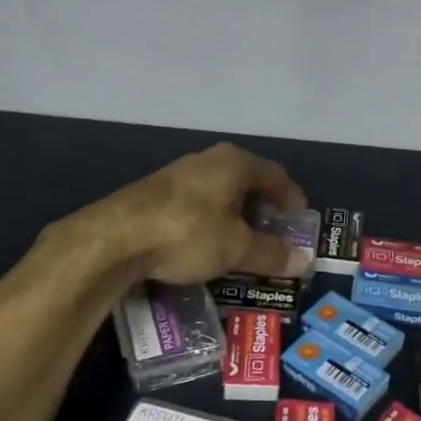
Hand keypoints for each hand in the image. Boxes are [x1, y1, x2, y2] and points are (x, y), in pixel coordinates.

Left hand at [76, 142, 313, 285]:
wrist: (115, 237)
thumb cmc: (188, 232)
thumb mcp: (236, 248)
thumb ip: (271, 253)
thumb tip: (305, 260)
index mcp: (235, 163)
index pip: (276, 176)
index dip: (292, 198)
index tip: (300, 221)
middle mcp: (209, 160)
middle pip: (247, 181)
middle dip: (263, 208)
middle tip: (274, 235)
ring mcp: (179, 173)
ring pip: (220, 192)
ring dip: (235, 216)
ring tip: (242, 243)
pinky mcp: (156, 192)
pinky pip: (197, 203)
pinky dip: (211, 221)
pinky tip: (206, 244)